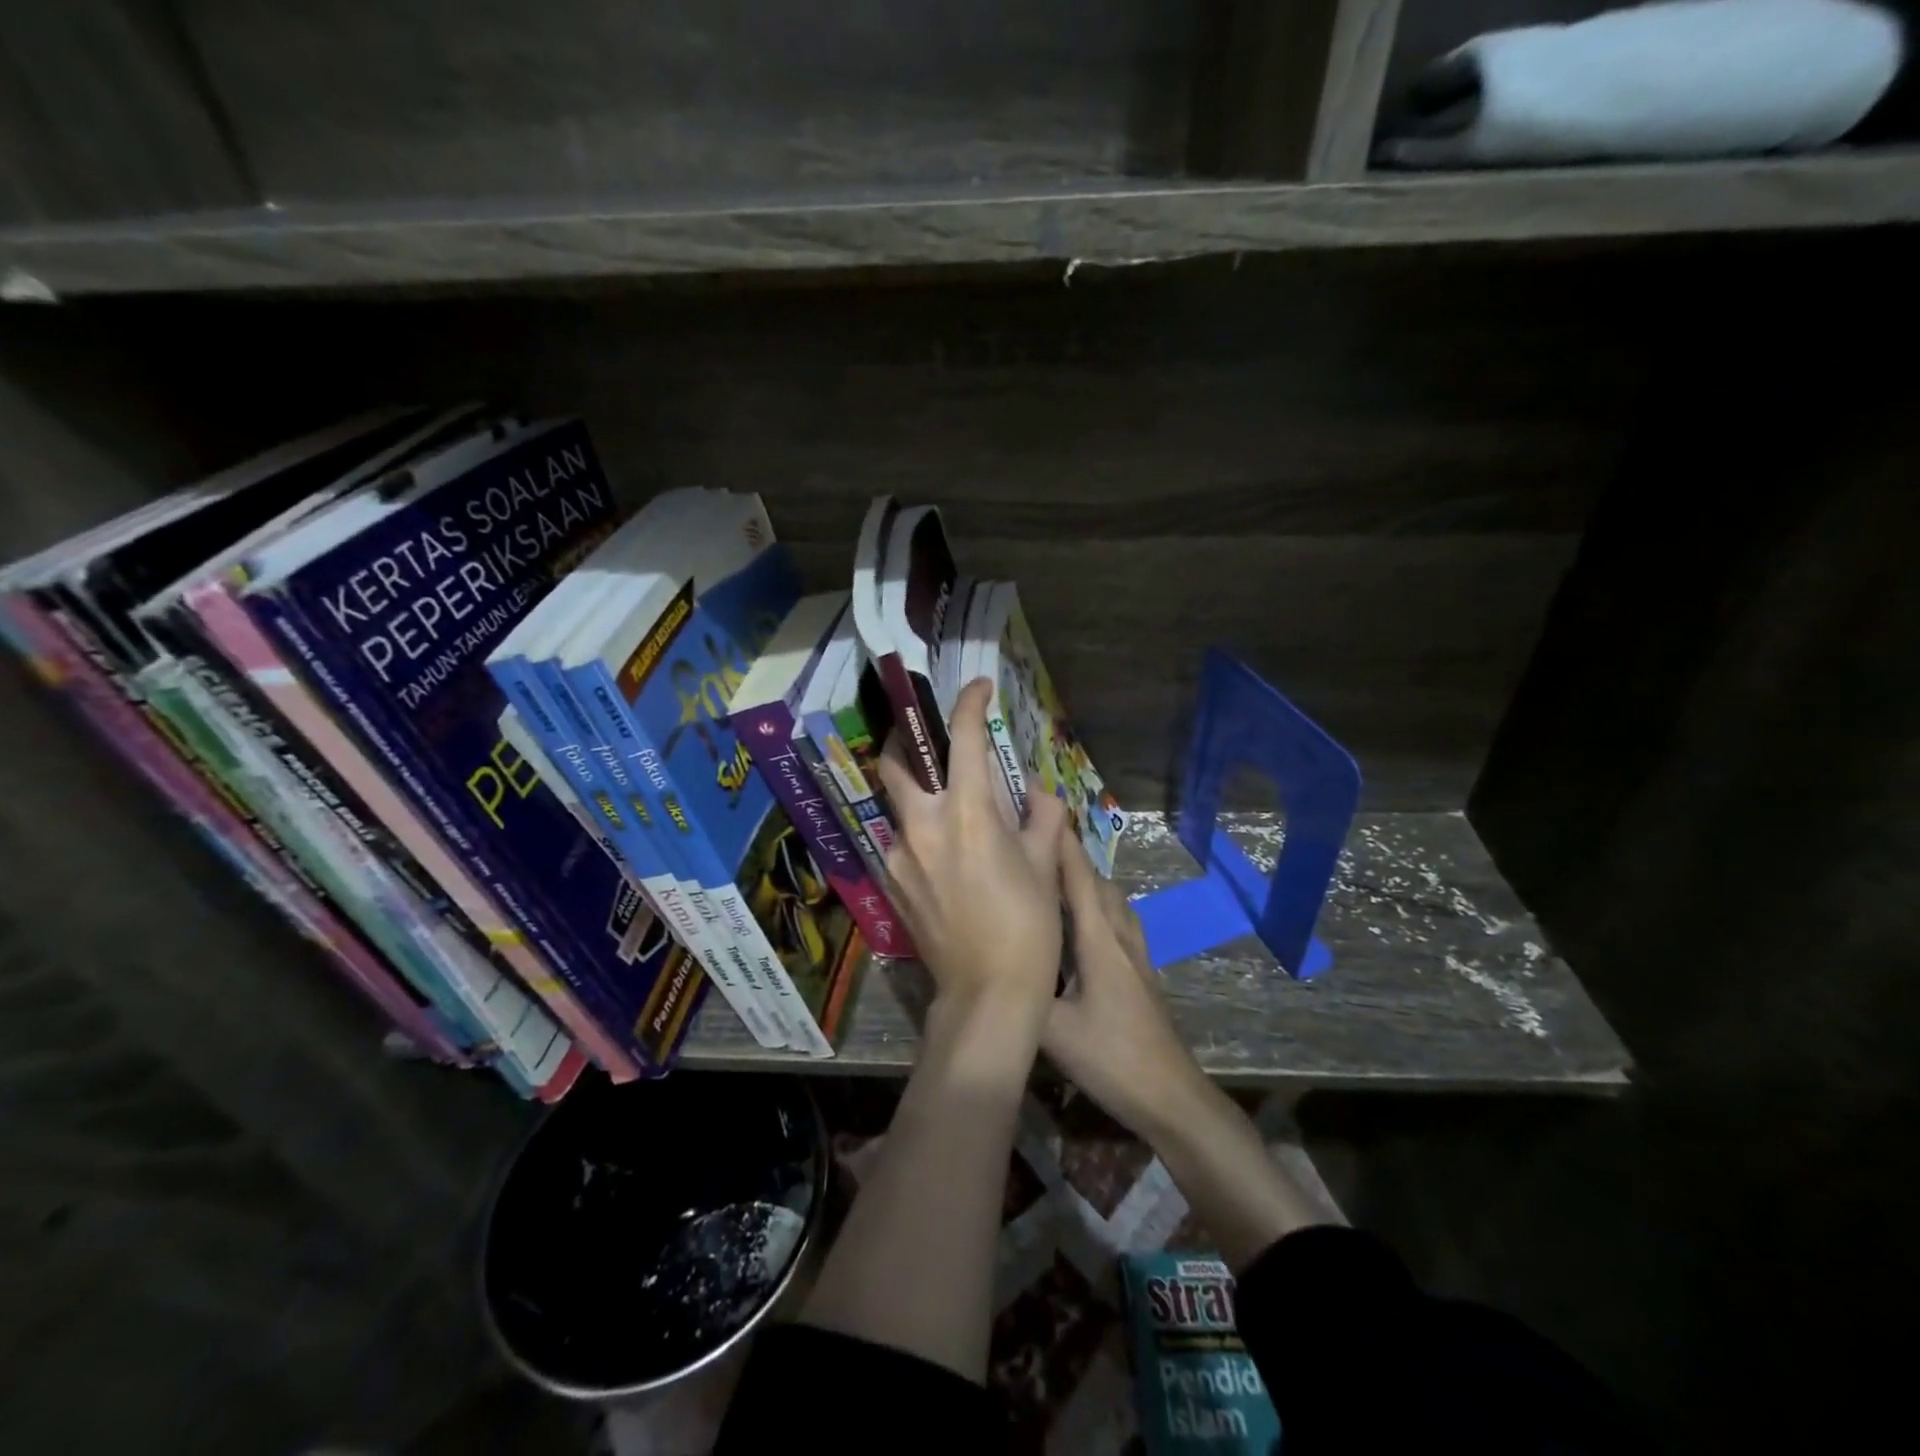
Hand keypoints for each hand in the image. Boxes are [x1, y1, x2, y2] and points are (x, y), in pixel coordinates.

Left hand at [877, 678, 1068, 1040]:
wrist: (986, 994)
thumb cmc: (1028, 928)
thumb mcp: (1046, 867)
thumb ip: (1043, 819)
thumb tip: (1039, 794)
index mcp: (968, 814)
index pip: (964, 739)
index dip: (970, 703)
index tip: (978, 687)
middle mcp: (923, 825)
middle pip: (897, 760)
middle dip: (909, 735)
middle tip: (929, 732)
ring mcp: (899, 855)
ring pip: (898, 802)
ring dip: (918, 789)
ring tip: (948, 804)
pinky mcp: (891, 882)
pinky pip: (901, 840)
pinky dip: (920, 830)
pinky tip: (944, 854)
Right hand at [1045, 833, 1208, 1139]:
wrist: (1170, 1095)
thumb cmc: (1112, 1057)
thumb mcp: (1054, 1030)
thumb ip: (1021, 993)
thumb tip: (985, 963)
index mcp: (1098, 939)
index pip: (1077, 878)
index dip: (1060, 843)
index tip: (1038, 811)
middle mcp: (1119, 935)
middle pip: (1094, 881)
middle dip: (1067, 856)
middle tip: (1032, 843)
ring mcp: (1134, 952)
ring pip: (1109, 899)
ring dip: (1084, 879)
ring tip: (1051, 876)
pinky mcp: (1139, 970)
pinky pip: (1116, 919)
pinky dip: (1096, 904)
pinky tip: (1081, 921)